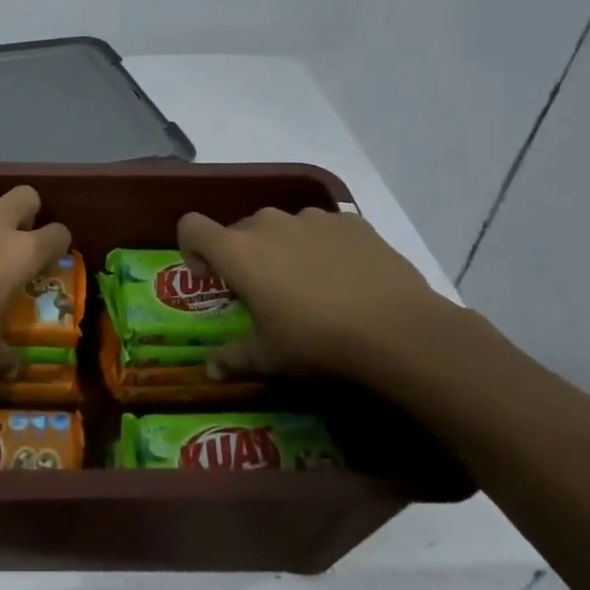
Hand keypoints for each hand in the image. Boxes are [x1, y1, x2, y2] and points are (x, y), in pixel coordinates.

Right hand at [177, 206, 460, 381]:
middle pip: (239, 229)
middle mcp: (268, 224)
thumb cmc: (317, 343)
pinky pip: (322, 228)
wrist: (398, 330)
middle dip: (243, 256)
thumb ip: (234, 358)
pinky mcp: (350, 222)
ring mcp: (312, 218)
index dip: (192, 247)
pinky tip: (344, 277)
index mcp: (238, 252)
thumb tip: (210, 370)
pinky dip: (322, 246)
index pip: (191, 226)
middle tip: (264, 292)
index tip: (210, 276)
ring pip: (282, 227)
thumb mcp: (269, 358)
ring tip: (308, 284)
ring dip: (282, 248)